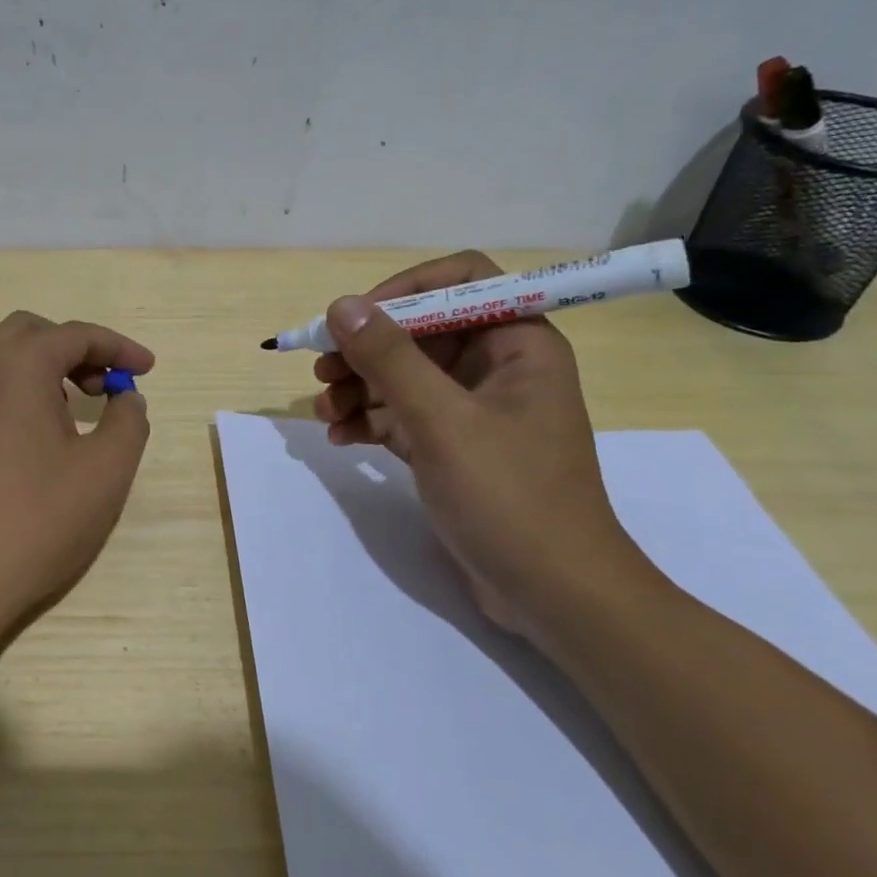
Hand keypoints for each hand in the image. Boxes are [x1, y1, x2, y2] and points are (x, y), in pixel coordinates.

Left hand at [0, 312, 152, 641]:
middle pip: (33, 334)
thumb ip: (128, 420)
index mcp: (17, 365)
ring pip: (4, 358)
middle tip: (107, 386)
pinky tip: (40, 435)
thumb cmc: (36, 520)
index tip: (148, 369)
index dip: (118, 347)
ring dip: (45, 368)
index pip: (75, 334)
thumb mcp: (105, 470)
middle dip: (76, 349)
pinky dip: (20, 390)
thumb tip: (125, 397)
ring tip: (77, 409)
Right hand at [311, 251, 654, 639]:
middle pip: (421, 331)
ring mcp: (474, 410)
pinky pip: (404, 415)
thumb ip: (391, 359)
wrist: (553, 594)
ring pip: (406, 376)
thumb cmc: (509, 497)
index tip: (356, 319)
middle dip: (368, 349)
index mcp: (518, 344)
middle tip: (322, 372)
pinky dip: (370, 421)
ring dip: (360, 388)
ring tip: (323, 412)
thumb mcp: (442, 422)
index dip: (405, 290)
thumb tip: (343, 305)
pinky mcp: (454, 447)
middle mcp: (498, 367)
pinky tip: (340, 438)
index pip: (461, 281)